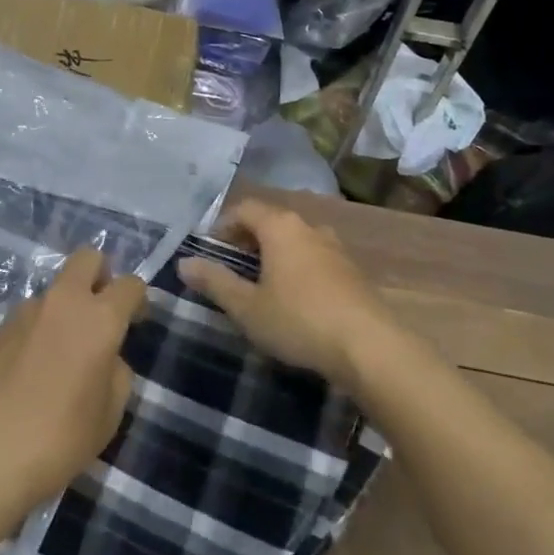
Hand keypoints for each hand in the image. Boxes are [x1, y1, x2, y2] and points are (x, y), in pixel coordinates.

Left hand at [0, 250, 146, 520]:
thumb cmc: (59, 439)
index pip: (130, 284)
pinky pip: (26, 319)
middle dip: (100, 275)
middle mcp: (62, 302)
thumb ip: (116, 372)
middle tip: (99, 313)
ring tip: (58, 357)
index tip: (135, 323)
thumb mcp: (109, 414)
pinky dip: (35, 333)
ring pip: (54, 291)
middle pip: (87, 258)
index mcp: (98, 318)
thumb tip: (105, 358)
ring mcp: (23, 312)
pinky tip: (28, 374)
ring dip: (63, 309)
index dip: (138, 299)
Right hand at [177, 200, 400, 394]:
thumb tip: (184, 263)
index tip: (209, 250)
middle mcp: (309, 227)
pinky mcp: (352, 271)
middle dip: (247, 239)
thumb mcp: (247, 307)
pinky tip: (294, 298)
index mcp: (280, 226)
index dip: (223, 225)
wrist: (369, 346)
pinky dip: (297, 267)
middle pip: (271, 220)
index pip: (245, 208)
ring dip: (274, 254)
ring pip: (295, 239)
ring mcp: (335, 247)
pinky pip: (314, 257)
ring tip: (261, 283)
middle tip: (230, 267)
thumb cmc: (299, 320)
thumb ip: (215, 282)